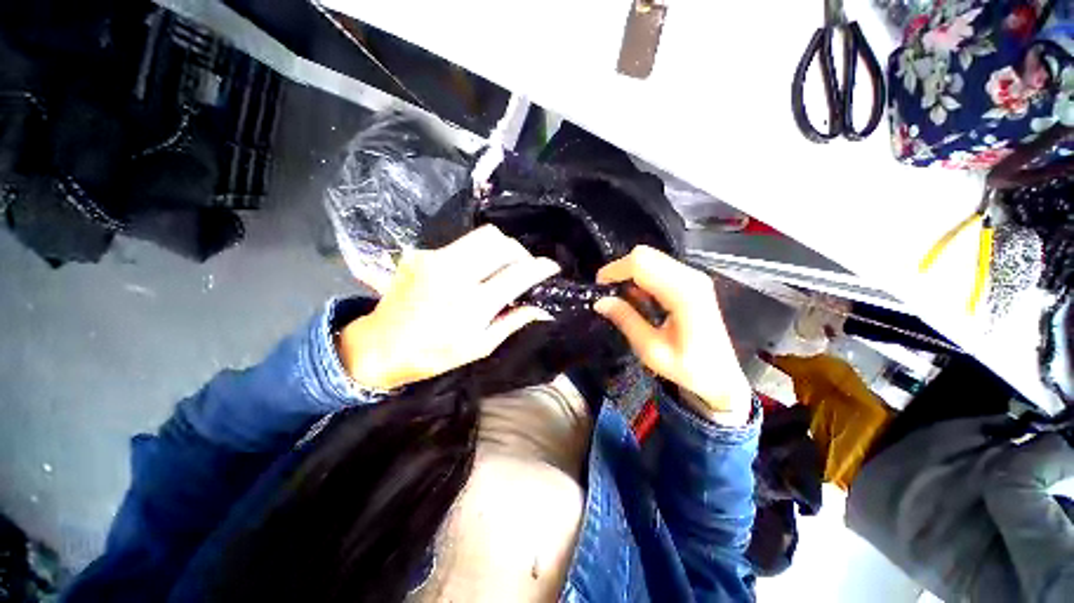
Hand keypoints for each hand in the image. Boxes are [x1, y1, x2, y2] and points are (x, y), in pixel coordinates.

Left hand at [338, 225, 559, 389]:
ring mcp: (435, 259)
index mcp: (474, 303)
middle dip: (520, 252)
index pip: (519, 273)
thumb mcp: (479, 346)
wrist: (380, 345)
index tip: (552, 267)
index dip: (541, 267)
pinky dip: (476, 254)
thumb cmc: (434, 354)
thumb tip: (541, 308)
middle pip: (501, 242)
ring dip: (500, 248)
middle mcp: (456, 273)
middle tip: (523, 268)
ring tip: (501, 266)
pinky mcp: (421, 254)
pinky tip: (471, 271)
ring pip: (482, 235)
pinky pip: (460, 244)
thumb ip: (512, 322)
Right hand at [594, 246, 751, 425]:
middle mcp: (691, 277)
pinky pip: (659, 266)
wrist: (722, 377)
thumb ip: (626, 320)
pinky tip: (638, 297)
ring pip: (651, 257)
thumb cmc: (688, 368)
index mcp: (683, 293)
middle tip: (608, 292)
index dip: (615, 270)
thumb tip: (600, 301)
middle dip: (620, 269)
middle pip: (645, 255)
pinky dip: (641, 276)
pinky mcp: (692, 281)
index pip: (641, 264)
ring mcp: (694, 276)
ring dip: (630, 272)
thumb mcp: (651, 349)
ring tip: (620, 296)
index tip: (599, 286)